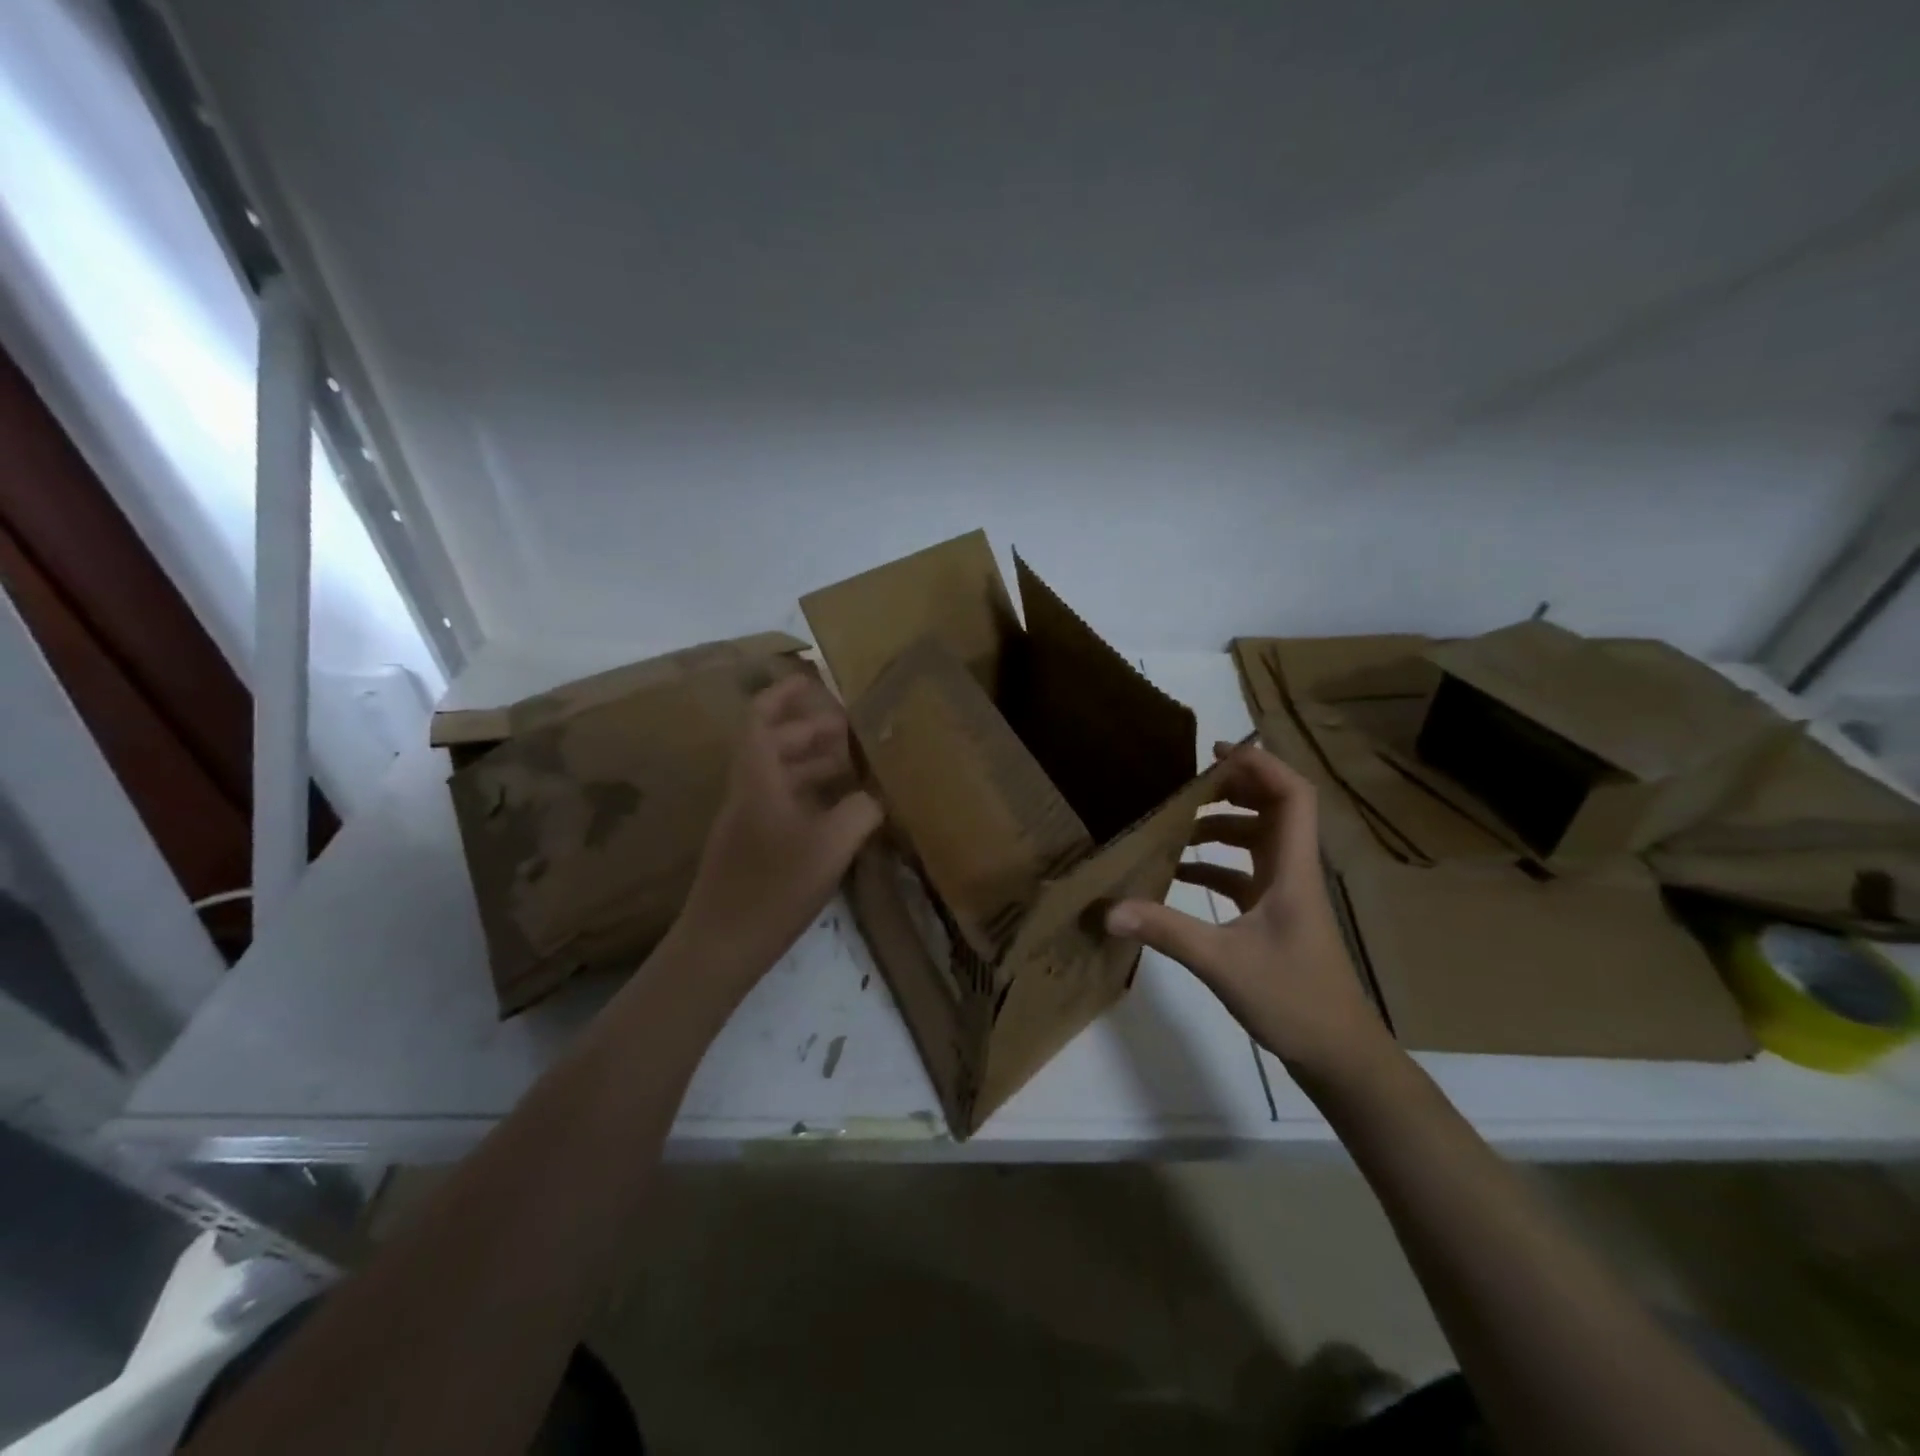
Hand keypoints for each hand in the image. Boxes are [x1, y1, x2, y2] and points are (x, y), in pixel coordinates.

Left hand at [675, 673, 883, 975]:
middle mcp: (748, 791)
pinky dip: (811, 795)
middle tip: (854, 731)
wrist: (720, 946)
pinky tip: (841, 810)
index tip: (813, 680)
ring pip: (780, 775)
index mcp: (757, 779)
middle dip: (812, 730)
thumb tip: (875, 796)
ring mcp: (747, 820)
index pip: (761, 718)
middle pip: (775, 744)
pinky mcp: (752, 846)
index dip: (784, 694)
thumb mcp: (830, 846)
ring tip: (856, 766)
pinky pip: (784, 802)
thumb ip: (860, 811)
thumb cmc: (772, 888)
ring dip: (814, 764)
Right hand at [1105, 742, 1391, 1084]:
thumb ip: (1166, 930)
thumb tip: (1109, 908)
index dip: (1261, 765)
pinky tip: (1179, 876)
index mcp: (1292, 869)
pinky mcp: (1274, 918)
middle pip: (1274, 809)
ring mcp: (1285, 896)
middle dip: (1234, 789)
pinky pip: (1244, 875)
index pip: (1292, 796)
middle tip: (1188, 787)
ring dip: (1222, 827)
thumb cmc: (1294, 1000)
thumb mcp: (1222, 962)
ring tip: (1177, 827)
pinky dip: (1215, 867)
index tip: (1216, 752)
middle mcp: (1292, 872)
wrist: (1339, 1055)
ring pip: (1258, 841)